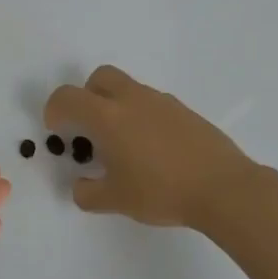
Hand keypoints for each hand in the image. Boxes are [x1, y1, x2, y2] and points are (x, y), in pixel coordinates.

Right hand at [44, 66, 260, 227]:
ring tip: (123, 146)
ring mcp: (162, 102)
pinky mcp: (184, 111)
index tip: (58, 131)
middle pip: (100, 78)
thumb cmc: (161, 191)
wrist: (223, 188)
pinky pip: (152, 104)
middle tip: (89, 128)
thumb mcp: (115, 200)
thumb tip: (81, 186)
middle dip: (86, 96)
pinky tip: (152, 150)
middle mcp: (132, 100)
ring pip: (128, 89)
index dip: (54, 110)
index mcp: (108, 117)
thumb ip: (88, 193)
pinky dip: (142, 117)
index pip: (67, 97)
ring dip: (116, 107)